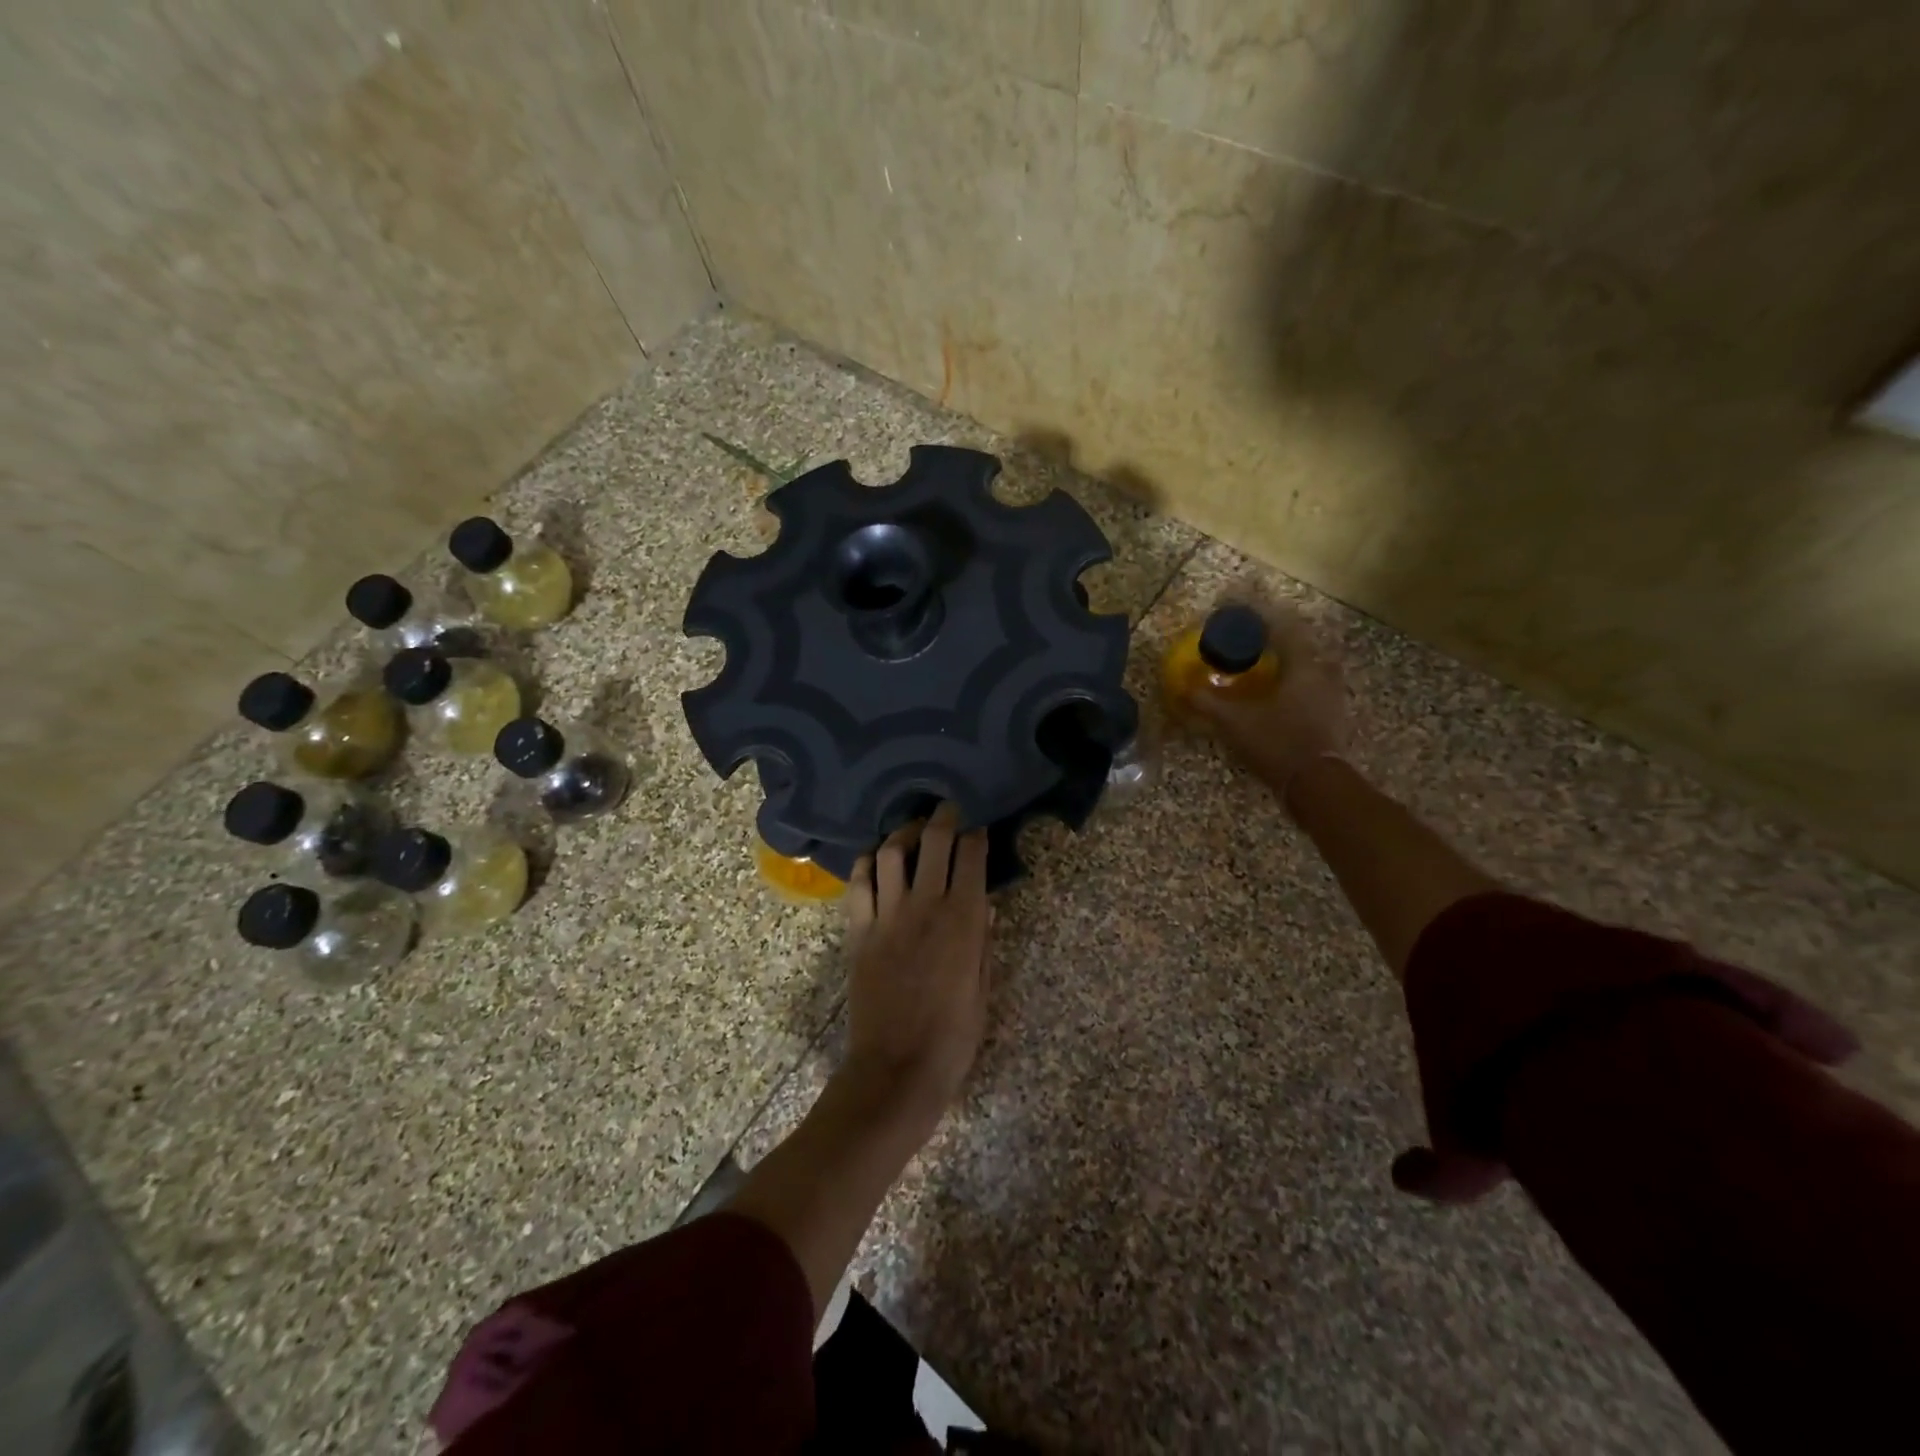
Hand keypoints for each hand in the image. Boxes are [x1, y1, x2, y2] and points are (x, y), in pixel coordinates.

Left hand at [839, 803, 993, 1131]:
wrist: (897, 1069)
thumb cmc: (953, 1036)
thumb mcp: (982, 989)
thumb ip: (982, 942)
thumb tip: (984, 905)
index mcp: (964, 920)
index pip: (971, 857)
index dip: (976, 835)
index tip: (978, 827)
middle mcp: (925, 906)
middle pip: (932, 842)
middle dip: (942, 818)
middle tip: (947, 809)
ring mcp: (887, 916)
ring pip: (890, 853)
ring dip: (903, 833)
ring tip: (911, 830)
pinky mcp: (860, 931)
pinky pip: (858, 884)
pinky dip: (866, 864)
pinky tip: (874, 859)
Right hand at [1190, 604, 1348, 795]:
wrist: (1316, 785)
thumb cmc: (1277, 743)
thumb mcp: (1234, 722)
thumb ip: (1208, 702)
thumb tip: (1183, 688)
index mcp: (1303, 666)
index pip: (1285, 628)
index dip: (1264, 617)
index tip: (1243, 612)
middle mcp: (1323, 675)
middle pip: (1303, 646)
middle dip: (1279, 641)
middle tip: (1255, 642)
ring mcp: (1333, 698)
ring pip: (1312, 669)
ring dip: (1290, 665)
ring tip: (1266, 669)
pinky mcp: (1334, 719)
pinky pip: (1314, 690)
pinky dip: (1297, 687)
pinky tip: (1280, 698)